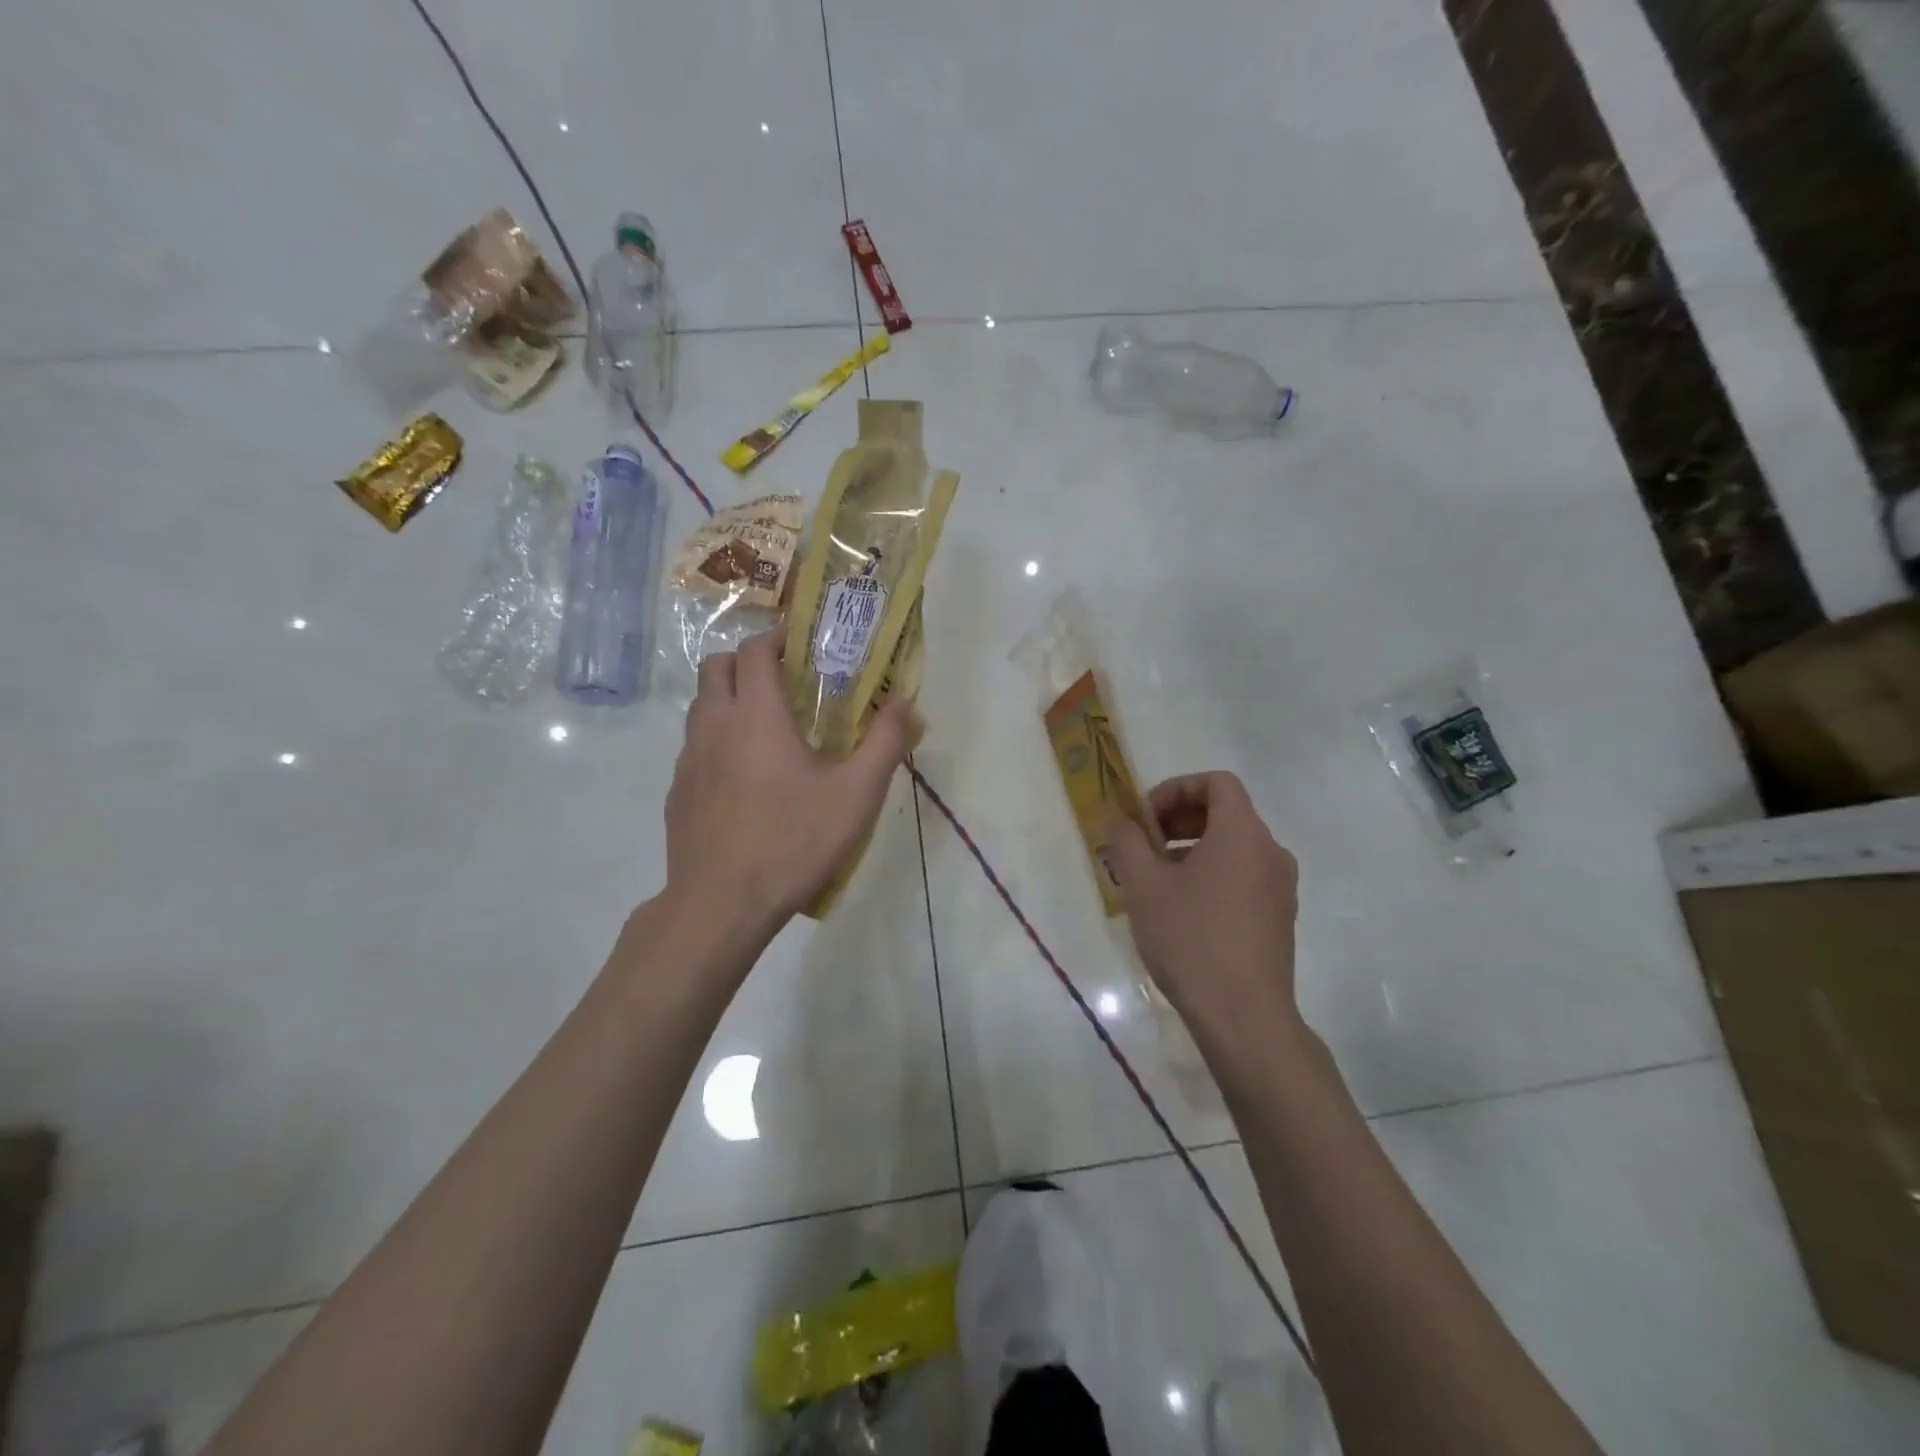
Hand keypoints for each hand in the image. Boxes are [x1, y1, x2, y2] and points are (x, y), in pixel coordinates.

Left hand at [664, 630, 911, 932]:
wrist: (721, 905)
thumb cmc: (793, 841)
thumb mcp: (857, 795)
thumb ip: (885, 742)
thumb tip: (905, 703)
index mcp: (756, 714)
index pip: (754, 649)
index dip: (777, 639)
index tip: (802, 647)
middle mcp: (714, 724)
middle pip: (717, 666)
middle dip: (748, 662)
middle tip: (785, 684)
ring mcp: (688, 759)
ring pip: (701, 706)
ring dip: (730, 699)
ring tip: (767, 730)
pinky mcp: (677, 792)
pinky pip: (695, 746)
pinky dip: (717, 741)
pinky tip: (745, 779)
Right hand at [1108, 772, 1301, 1041]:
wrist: (1243, 1015)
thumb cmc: (1190, 938)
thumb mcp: (1143, 885)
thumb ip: (1127, 842)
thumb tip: (1120, 821)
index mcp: (1243, 833)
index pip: (1217, 782)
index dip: (1176, 789)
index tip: (1145, 817)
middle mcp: (1270, 852)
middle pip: (1226, 813)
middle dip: (1179, 820)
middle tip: (1143, 845)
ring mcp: (1280, 888)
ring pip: (1233, 848)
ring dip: (1192, 849)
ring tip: (1155, 880)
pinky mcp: (1279, 919)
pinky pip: (1243, 877)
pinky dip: (1211, 875)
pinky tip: (1181, 910)